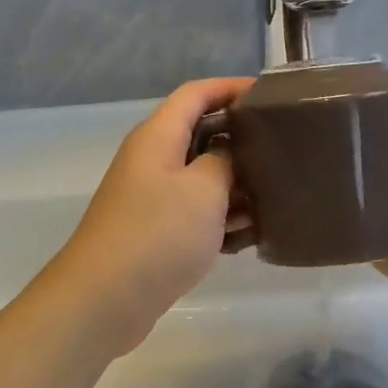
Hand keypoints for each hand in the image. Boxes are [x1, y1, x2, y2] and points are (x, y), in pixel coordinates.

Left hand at [37, 76, 253, 358]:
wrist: (104, 300)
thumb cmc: (158, 234)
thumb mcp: (204, 189)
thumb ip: (224, 160)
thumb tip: (228, 153)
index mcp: (158, 136)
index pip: (196, 94)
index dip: (231, 87)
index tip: (270, 95)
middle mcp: (152, 160)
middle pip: (201, 134)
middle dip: (241, 140)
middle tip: (283, 149)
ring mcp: (151, 198)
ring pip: (202, 178)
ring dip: (236, 186)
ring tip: (277, 197)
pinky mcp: (155, 232)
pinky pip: (196, 213)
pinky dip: (221, 219)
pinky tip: (251, 236)